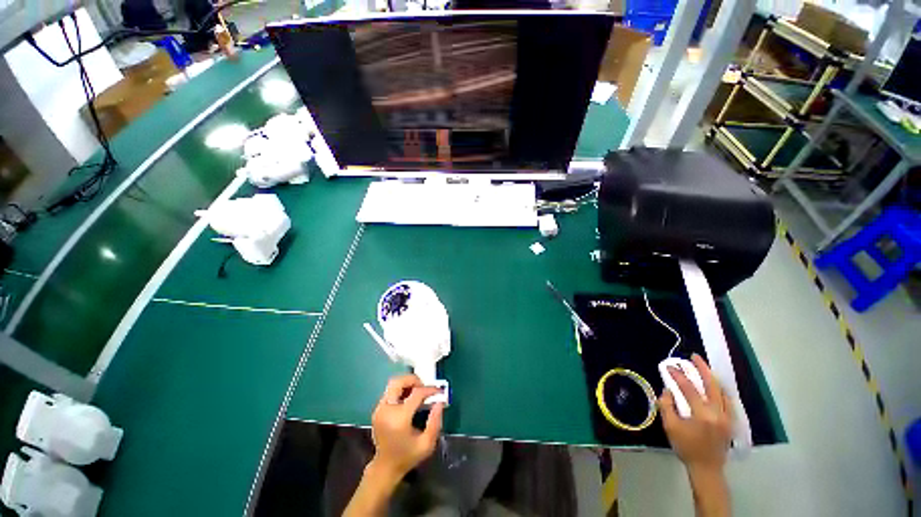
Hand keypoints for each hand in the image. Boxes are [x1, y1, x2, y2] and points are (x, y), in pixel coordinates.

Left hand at [369, 374, 443, 480]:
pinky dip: (401, 390)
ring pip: (393, 384)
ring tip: (418, 393)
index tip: (438, 391)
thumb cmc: (407, 456)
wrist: (385, 467)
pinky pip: (390, 391)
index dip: (429, 389)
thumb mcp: (427, 444)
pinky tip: (409, 399)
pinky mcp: (377, 409)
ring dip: (407, 384)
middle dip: (414, 380)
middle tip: (424, 388)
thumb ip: (435, 422)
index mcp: (399, 419)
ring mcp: (379, 409)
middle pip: (398, 382)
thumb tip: (440, 402)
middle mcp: (387, 410)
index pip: (416, 394)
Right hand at [659, 354, 733, 472]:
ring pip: (722, 391)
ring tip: (704, 368)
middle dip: (703, 369)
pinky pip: (728, 401)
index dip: (678, 376)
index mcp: (702, 414)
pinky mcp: (731, 421)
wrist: (706, 467)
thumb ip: (667, 406)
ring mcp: (727, 417)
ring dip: (712, 378)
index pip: (689, 389)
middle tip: (694, 356)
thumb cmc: (686, 447)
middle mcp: (718, 413)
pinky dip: (720, 390)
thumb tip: (667, 390)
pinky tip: (715, 387)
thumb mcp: (671, 427)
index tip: (670, 366)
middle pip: (712, 385)